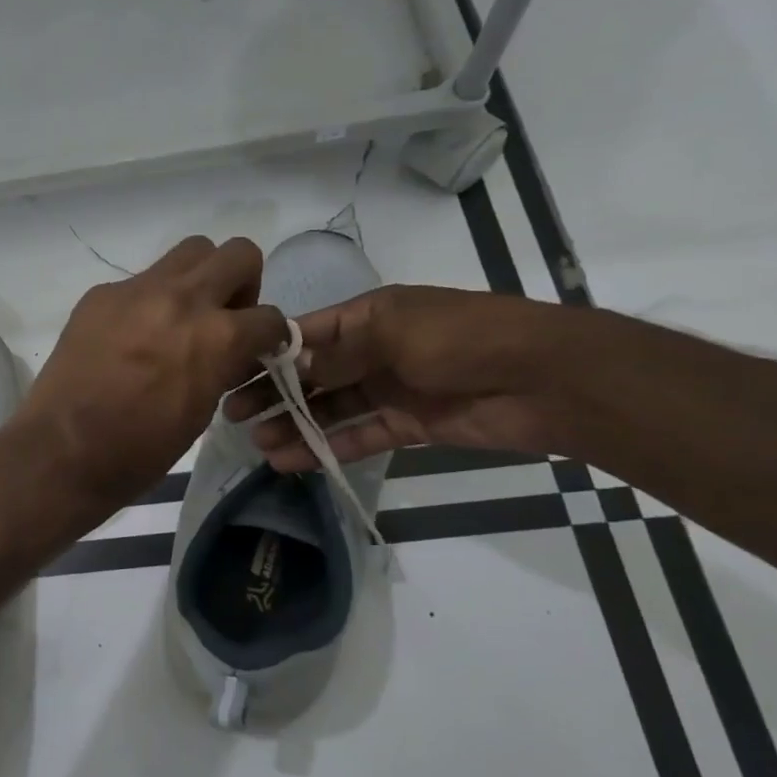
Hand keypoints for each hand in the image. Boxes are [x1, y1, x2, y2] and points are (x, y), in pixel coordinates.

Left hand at [11, 237, 287, 511]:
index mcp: (217, 336)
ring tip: (180, 318)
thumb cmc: (139, 450)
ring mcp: (136, 290)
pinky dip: (148, 301)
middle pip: (236, 253)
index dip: (269, 336)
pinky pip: (139, 281)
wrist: (63, 450)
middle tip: (223, 317)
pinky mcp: (100, 295)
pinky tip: (129, 337)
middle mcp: (182, 299)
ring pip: (188, 252)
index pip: (269, 316)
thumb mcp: (201, 413)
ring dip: (197, 279)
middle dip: (241, 284)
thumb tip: (229, 353)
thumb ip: (222, 368)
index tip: (257, 349)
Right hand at [224, 285, 571, 468]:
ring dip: (295, 425)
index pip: (305, 333)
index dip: (268, 353)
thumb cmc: (464, 339)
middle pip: (312, 374)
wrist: (546, 380)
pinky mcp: (409, 425)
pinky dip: (327, 447)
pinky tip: (293, 460)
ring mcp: (391, 389)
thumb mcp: (393, 333)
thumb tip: (287, 366)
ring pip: (330, 409)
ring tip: (259, 445)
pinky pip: (358, 435)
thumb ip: (337, 353)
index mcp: (369, 316)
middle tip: (233, 416)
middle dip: (274, 393)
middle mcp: (374, 350)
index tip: (230, 373)